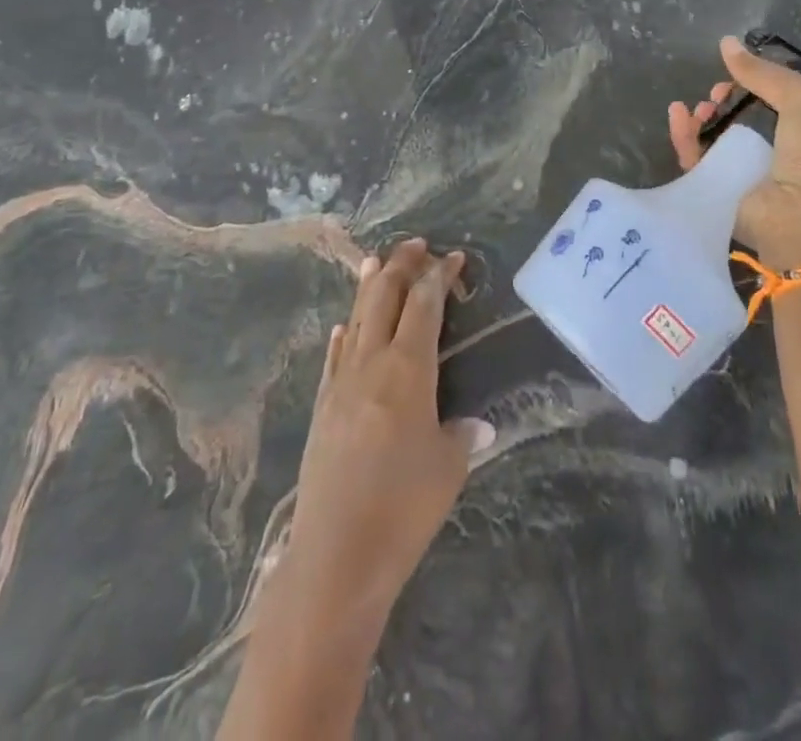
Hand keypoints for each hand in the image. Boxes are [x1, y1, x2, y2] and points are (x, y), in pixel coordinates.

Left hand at [280, 239, 495, 628]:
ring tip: (375, 260)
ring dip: (368, 287)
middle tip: (415, 244)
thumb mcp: (448, 468)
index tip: (453, 257)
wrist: (336, 555)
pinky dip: (344, 334)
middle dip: (401, 266)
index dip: (439, 276)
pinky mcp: (321, 408)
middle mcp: (371, 364)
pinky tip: (343, 326)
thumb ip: (463, 436)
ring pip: (356, 319)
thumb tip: (478, 425)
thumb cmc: (403, 507)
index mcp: (408, 369)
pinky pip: (334, 356)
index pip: (424, 305)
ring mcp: (340, 384)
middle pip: (384, 299)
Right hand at [667, 36, 800, 271]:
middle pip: (741, 124)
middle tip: (713, 95)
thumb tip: (726, 42)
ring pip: (715, 143)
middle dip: (724, 104)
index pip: (774, 105)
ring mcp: (748, 179)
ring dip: (702, 121)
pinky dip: (685, 139)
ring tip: (694, 108)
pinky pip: (697, 163)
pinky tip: (678, 116)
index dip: (754, 87)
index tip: (735, 77)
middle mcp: (778, 158)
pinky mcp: (720, 197)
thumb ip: (765, 73)